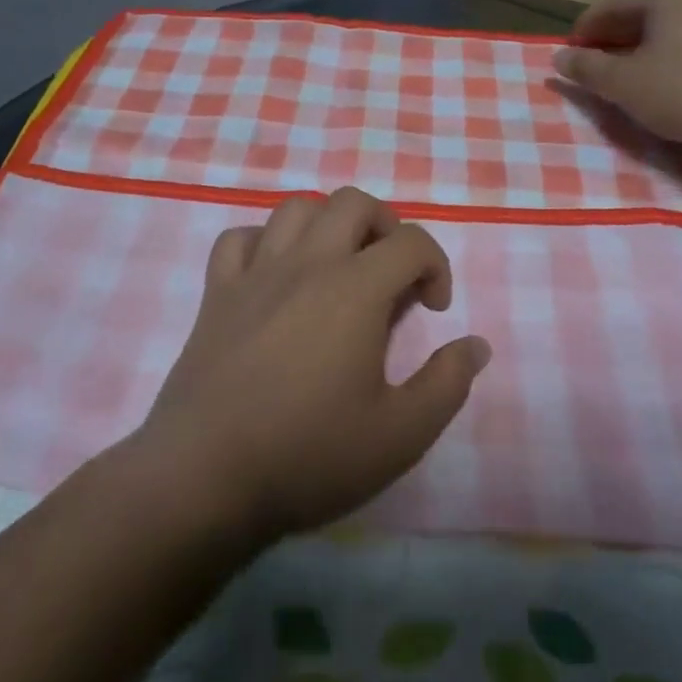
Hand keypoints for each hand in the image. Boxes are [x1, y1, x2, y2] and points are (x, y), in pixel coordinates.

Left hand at [134, 188, 490, 542]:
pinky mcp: (216, 294)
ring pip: (295, 209)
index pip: (411, 241)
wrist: (205, 478)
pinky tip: (276, 276)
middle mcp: (306, 264)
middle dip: (386, 227)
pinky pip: (239, 239)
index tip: (434, 310)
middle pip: (352, 203)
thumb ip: (448, 383)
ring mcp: (255, 274)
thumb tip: (476, 345)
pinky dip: (265, 243)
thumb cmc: (310, 455)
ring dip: (328, 224)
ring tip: (340, 266)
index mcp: (356, 290)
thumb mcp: (401, 434)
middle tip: (392, 274)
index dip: (436, 266)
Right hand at [551, 0, 681, 146]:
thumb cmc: (679, 89)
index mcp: (662, 2)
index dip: (583, 30)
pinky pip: (679, 55)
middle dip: (607, 44)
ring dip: (632, 58)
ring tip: (615, 83)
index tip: (567, 55)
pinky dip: (656, 68)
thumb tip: (558, 58)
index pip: (610, 7)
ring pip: (659, 40)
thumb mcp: (622, 82)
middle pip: (635, 21)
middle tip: (587, 70)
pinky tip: (651, 91)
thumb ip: (587, 69)